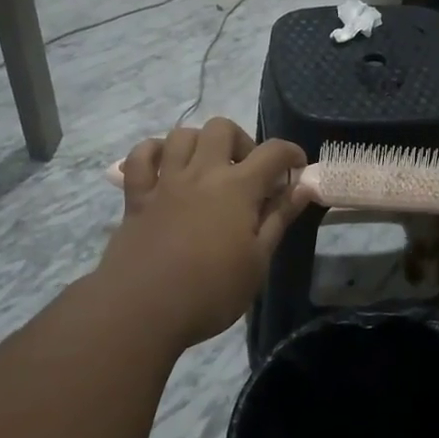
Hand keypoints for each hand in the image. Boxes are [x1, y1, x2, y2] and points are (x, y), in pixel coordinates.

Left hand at [99, 119, 308, 347]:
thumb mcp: (257, 261)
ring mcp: (165, 182)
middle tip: (248, 172)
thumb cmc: (211, 292)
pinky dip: (153, 152)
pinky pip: (139, 157)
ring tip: (208, 168)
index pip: (272, 152)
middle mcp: (201, 173)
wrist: (143, 310)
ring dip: (200, 142)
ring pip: (181, 135)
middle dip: (241, 141)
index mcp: (237, 188)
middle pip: (221, 128)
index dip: (291, 154)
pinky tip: (165, 166)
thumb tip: (302, 187)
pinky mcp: (136, 197)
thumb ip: (278, 219)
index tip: (297, 170)